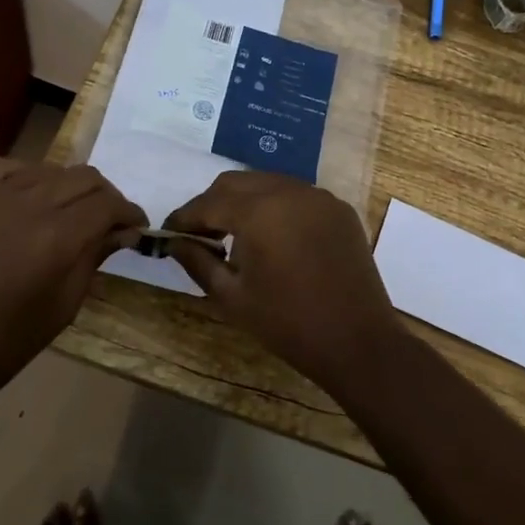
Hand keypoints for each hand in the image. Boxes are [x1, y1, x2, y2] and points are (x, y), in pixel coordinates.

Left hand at [0, 158, 146, 385]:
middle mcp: (28, 204)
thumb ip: (95, 256)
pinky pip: (4, 166)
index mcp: (57, 237)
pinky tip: (26, 196)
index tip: (136, 227)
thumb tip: (124, 230)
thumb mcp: (65, 305)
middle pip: (84, 178)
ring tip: (68, 213)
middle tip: (109, 221)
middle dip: (106, 197)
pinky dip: (24, 175)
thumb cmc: (7, 342)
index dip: (129, 213)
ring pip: (49, 169)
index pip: (108, 204)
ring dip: (68, 187)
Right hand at [165, 172, 403, 384]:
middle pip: (236, 183)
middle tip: (200, 236)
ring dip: (244, 202)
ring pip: (268, 184)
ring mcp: (319, 196)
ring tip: (235, 236)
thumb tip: (174, 241)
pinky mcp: (339, 209)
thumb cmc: (287, 323)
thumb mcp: (232, 297)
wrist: (356, 340)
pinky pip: (297, 196)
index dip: (184, 217)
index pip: (208, 203)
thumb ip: (198, 262)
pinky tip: (273, 238)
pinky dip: (276, 207)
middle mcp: (289, 191)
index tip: (168, 233)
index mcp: (259, 211)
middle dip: (213, 204)